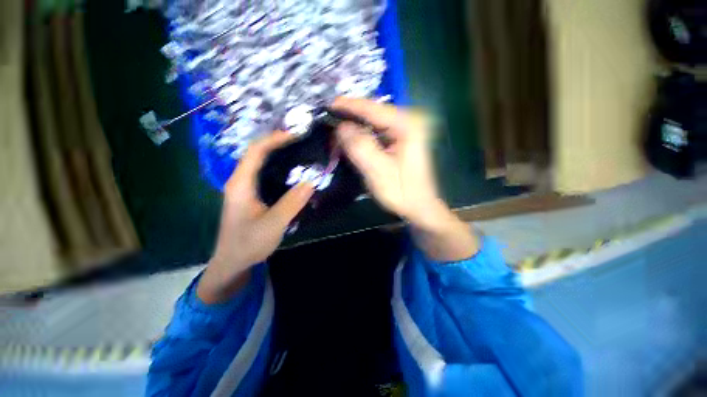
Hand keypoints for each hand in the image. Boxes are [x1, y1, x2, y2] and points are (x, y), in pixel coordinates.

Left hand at [198, 132, 313, 304]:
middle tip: (301, 141)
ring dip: (279, 154)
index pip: (256, 151)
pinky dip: (279, 168)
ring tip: (300, 152)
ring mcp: (245, 188)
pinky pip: (265, 175)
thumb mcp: (273, 224)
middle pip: (257, 153)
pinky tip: (293, 172)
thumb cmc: (249, 243)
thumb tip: (311, 181)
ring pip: (261, 163)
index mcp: (241, 184)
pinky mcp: (251, 195)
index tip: (295, 135)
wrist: (233, 262)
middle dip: (278, 143)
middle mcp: (240, 181)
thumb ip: (292, 202)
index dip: (274, 139)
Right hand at [333, 98, 478, 261]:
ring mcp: (407, 130)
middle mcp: (409, 121)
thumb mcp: (378, 171)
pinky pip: (379, 132)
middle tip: (330, 120)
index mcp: (407, 125)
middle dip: (352, 116)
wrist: (420, 207)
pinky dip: (364, 135)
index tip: (328, 105)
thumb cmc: (402, 192)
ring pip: (375, 122)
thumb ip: (360, 146)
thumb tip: (341, 127)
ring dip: (356, 126)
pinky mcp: (403, 140)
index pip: (373, 109)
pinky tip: (353, 139)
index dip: (349, 106)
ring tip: (337, 130)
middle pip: (374, 113)